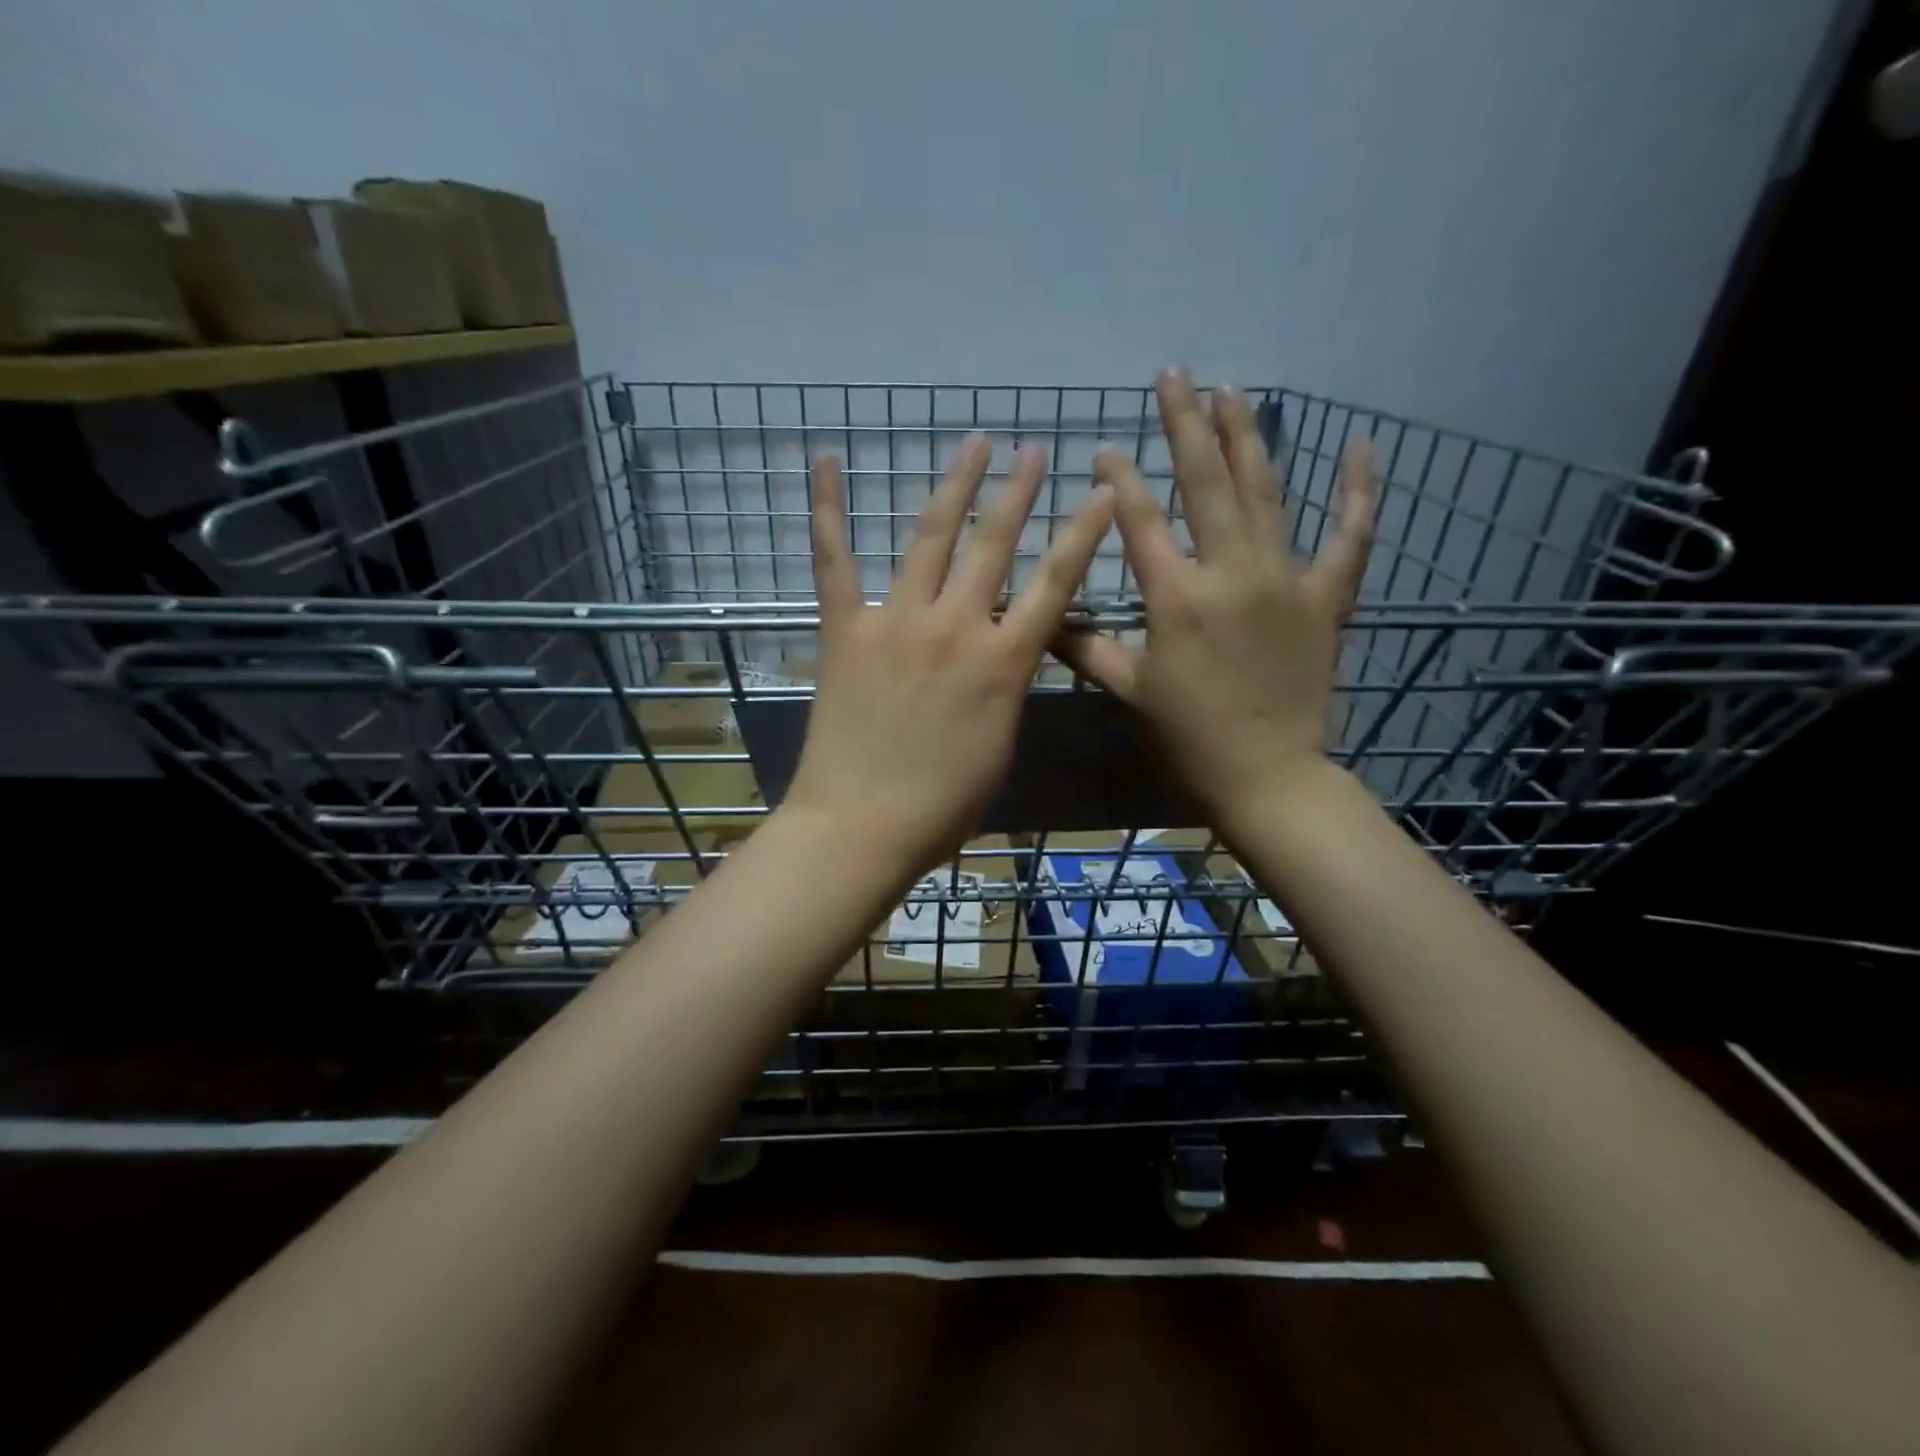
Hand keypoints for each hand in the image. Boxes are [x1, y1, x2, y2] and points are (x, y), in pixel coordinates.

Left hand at [785, 435, 1114, 876]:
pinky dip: (828, 509)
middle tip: (1033, 451)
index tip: (1101, 492)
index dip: (1082, 534)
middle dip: (1019, 493)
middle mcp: (957, 627)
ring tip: (975, 442)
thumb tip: (1004, 653)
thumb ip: (1006, 688)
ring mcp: (897, 622)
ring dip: (957, 485)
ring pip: (932, 537)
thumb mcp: (999, 744)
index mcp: (1004, 664)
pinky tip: (827, 460)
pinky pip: (835, 560)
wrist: (863, 825)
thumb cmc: (943, 804)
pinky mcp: (846, 629)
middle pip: (995, 545)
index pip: (1056, 584)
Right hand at [1053, 369, 1376, 826]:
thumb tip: (1040, 618)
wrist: (1268, 773)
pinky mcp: (1327, 596)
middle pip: (1205, 483)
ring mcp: (1285, 579)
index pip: (1140, 521)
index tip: (1105, 447)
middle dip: (1185, 425)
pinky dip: (1358, 491)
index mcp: (1176, 598)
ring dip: (1247, 436)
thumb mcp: (1131, 689)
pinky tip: (1362, 446)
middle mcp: (1230, 573)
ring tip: (1233, 390)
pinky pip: (1350, 535)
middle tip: (1174, 375)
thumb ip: (1085, 647)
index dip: (1119, 480)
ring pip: (1266, 492)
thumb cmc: (1190, 735)